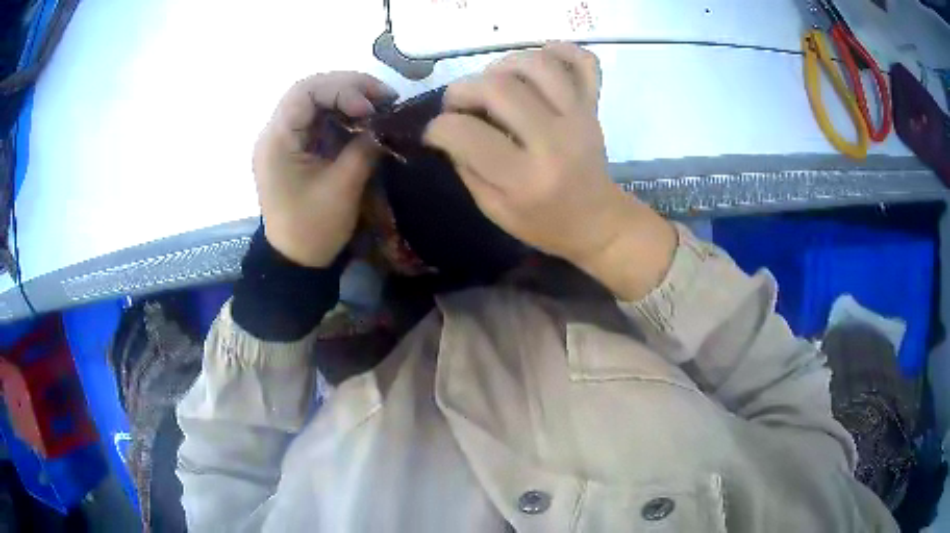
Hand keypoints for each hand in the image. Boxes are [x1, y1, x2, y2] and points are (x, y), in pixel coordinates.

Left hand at [253, 72, 397, 266]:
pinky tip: (364, 118)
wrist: (295, 261)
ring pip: (315, 100)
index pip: (305, 92)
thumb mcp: (342, 188)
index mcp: (277, 141)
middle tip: (384, 96)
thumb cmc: (313, 228)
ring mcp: (284, 140)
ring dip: (348, 96)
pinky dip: (343, 113)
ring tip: (380, 104)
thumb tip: (384, 123)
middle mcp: (275, 133)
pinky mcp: (295, 148)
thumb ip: (364, 148)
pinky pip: (318, 119)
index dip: (341, 90)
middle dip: (349, 86)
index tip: (370, 109)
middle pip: (310, 90)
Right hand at [424, 43, 675, 298]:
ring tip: (493, 84)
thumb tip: (448, 127)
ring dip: (502, 65)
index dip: (439, 128)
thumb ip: (466, 166)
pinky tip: (538, 64)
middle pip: (498, 87)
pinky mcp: (593, 105)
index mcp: (525, 178)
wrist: (598, 221)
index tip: (436, 133)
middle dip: (462, 89)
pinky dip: (560, 51)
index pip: (465, 133)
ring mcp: (579, 117)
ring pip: (537, 63)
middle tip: (459, 105)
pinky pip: (584, 61)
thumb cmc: (543, 222)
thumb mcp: (493, 209)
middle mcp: (554, 140)